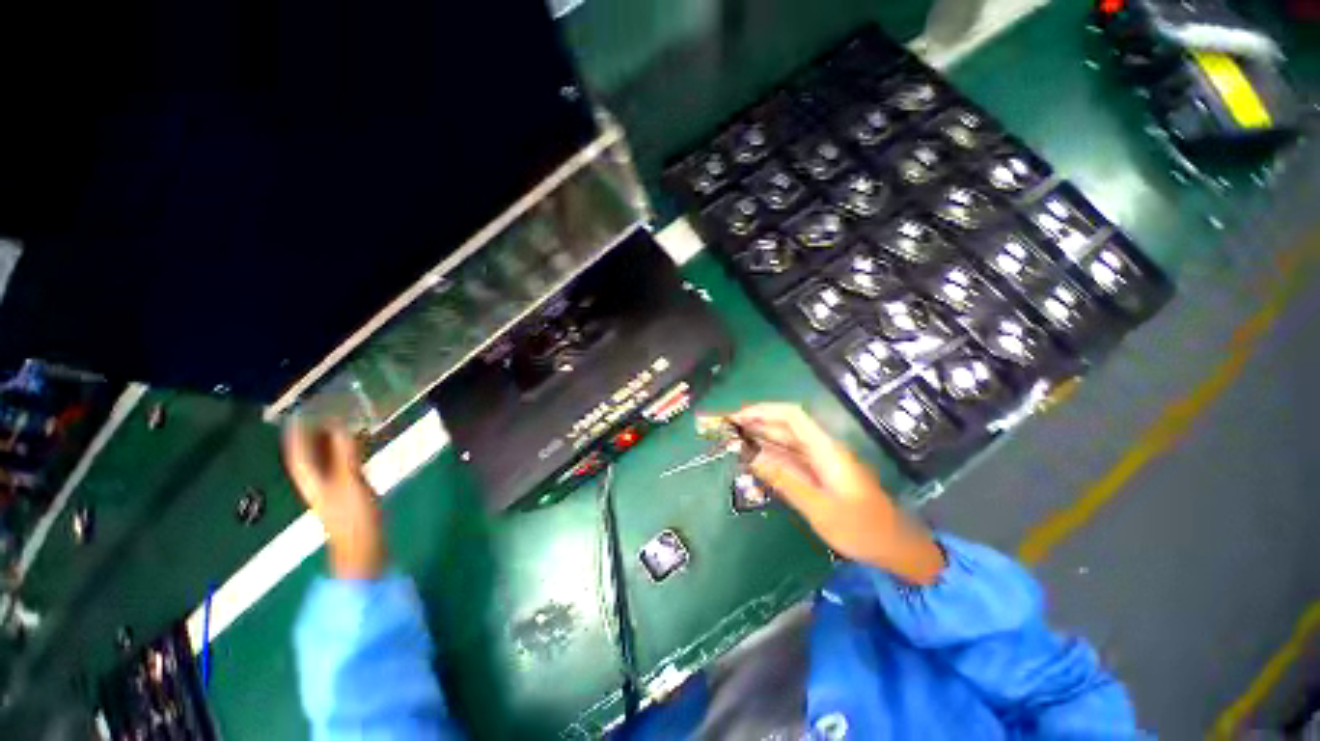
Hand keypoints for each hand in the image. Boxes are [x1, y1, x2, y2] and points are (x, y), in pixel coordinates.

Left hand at [282, 423, 384, 579]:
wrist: (363, 545)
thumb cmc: (352, 516)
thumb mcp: (350, 482)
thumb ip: (345, 454)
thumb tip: (340, 425)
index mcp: (311, 478)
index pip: (298, 451)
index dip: (296, 432)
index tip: (298, 412)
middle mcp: (318, 480)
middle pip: (310, 453)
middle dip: (313, 434)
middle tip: (323, 412)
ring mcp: (333, 486)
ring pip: (327, 458)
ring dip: (331, 441)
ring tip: (341, 422)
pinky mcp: (349, 491)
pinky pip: (343, 463)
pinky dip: (346, 451)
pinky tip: (357, 445)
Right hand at [728, 404, 944, 584]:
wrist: (896, 548)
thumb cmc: (862, 529)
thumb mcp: (819, 508)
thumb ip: (784, 480)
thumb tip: (752, 457)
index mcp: (825, 449)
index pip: (791, 416)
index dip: (762, 411)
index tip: (736, 418)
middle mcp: (821, 448)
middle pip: (784, 426)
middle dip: (755, 422)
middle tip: (725, 428)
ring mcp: (820, 461)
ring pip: (784, 441)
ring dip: (759, 438)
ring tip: (732, 439)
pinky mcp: (818, 473)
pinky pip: (789, 458)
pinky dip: (769, 455)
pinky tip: (753, 459)